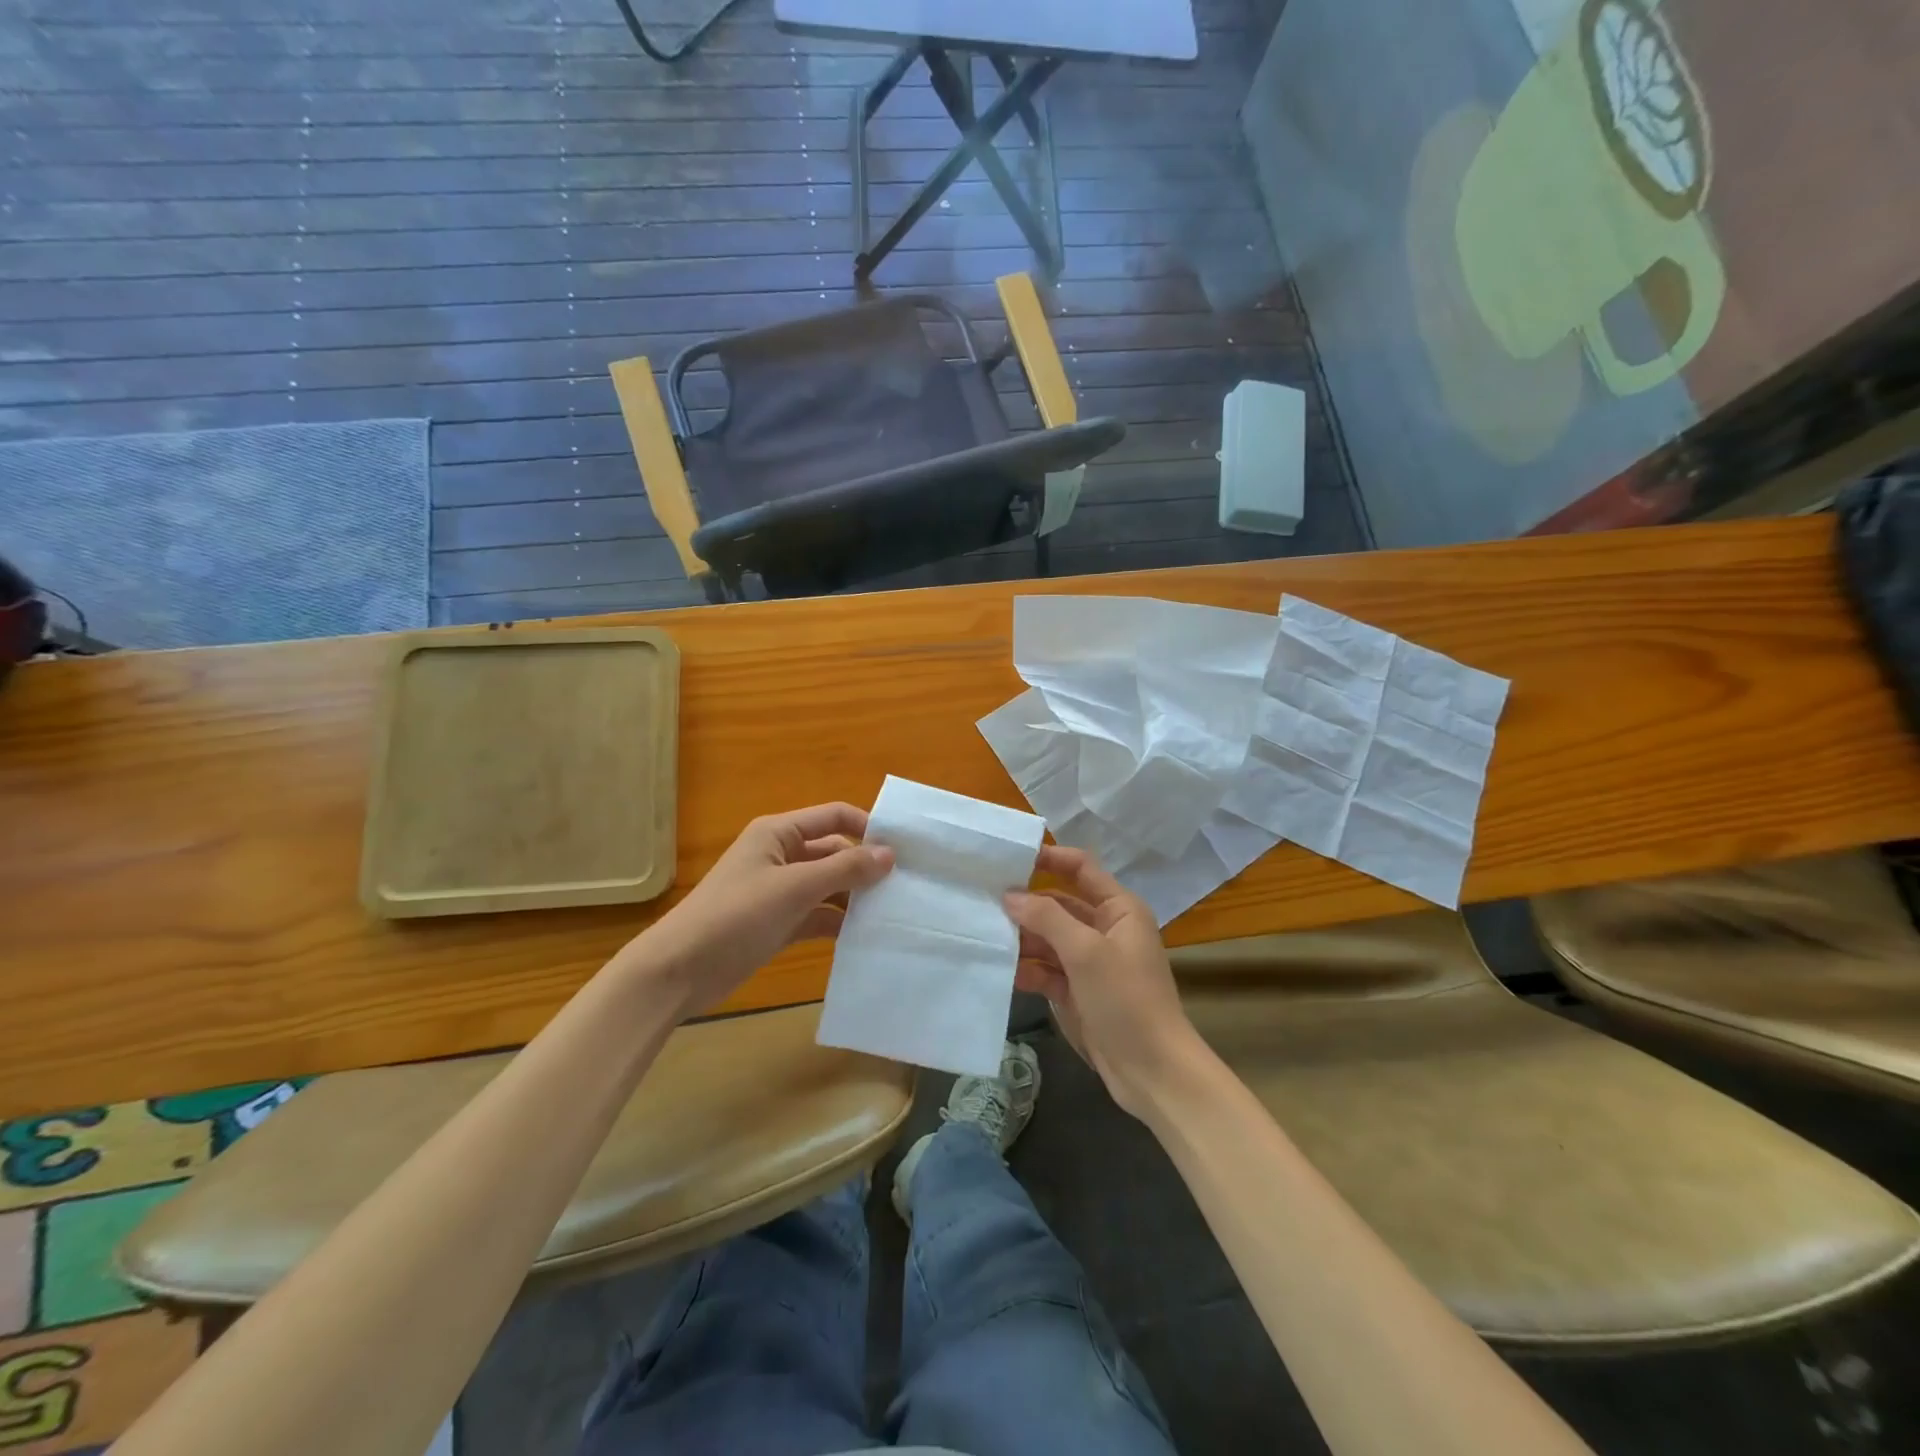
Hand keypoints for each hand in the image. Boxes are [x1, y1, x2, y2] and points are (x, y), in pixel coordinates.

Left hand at [626, 803, 892, 1016]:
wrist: (679, 971)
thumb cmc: (735, 916)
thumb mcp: (794, 888)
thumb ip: (844, 870)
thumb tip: (890, 854)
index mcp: (779, 833)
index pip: (834, 817)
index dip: (867, 827)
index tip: (904, 849)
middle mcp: (781, 856)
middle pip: (834, 852)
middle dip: (865, 867)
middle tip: (907, 886)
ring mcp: (779, 892)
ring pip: (828, 886)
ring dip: (854, 897)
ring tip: (893, 912)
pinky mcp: (778, 923)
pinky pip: (817, 915)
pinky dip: (838, 922)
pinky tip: (865, 936)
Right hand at [1005, 846, 1202, 1118]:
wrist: (1151, 1071)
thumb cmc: (1126, 999)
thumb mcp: (1086, 952)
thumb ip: (1047, 918)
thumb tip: (1009, 895)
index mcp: (1118, 909)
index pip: (1080, 868)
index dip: (1049, 858)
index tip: (1009, 857)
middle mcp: (1103, 929)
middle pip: (1057, 904)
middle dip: (1025, 903)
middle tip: (980, 899)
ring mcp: (1087, 962)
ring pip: (1046, 938)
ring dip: (1020, 937)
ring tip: (981, 933)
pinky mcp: (1074, 991)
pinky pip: (1043, 969)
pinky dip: (1024, 968)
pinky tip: (997, 968)